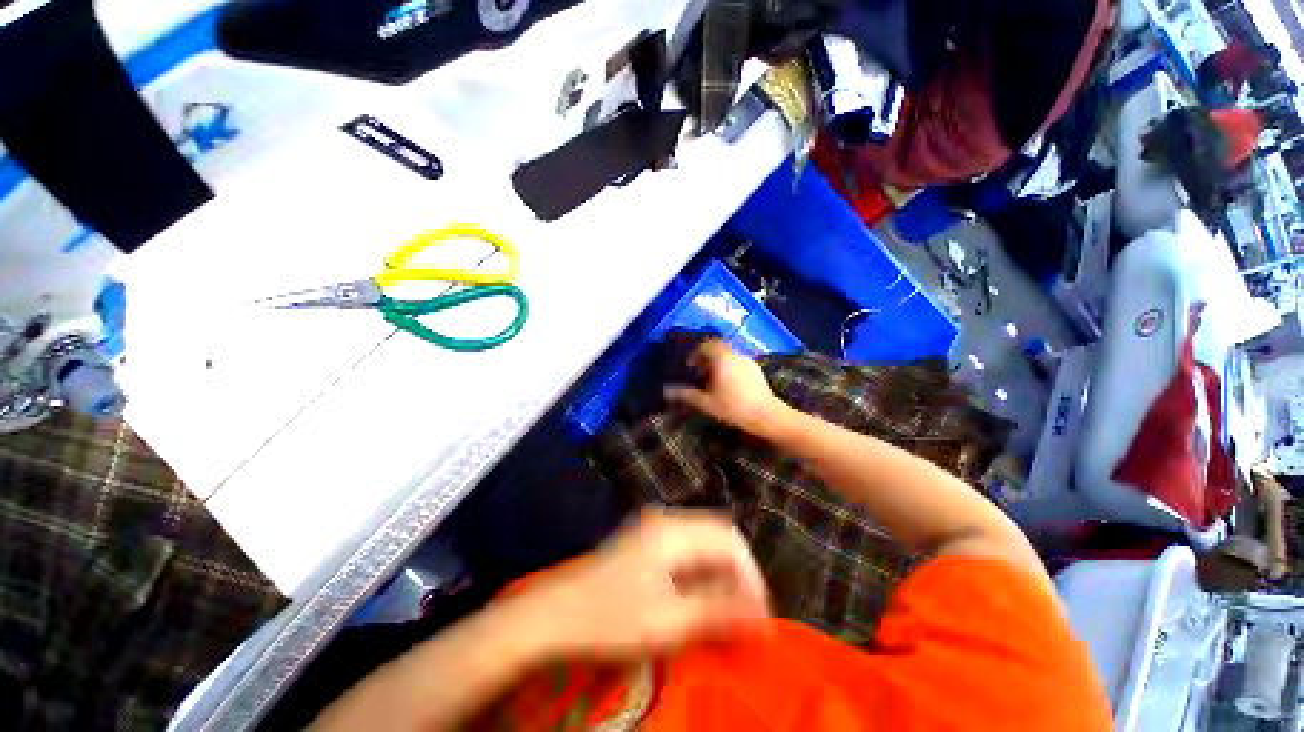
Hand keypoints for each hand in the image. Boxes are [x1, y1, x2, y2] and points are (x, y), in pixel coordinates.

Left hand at [531, 510, 769, 659]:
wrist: (554, 615)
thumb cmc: (609, 618)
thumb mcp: (667, 622)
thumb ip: (717, 614)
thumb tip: (763, 618)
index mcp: (673, 530)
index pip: (730, 540)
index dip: (751, 576)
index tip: (761, 617)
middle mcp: (668, 522)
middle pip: (719, 539)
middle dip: (739, 577)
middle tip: (748, 619)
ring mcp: (656, 531)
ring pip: (705, 548)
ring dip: (721, 579)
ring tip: (729, 618)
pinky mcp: (648, 546)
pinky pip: (688, 555)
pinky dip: (702, 579)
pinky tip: (701, 605)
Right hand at [665, 340, 785, 435]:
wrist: (767, 415)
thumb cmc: (733, 407)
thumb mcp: (706, 403)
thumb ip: (686, 394)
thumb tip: (666, 391)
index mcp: (722, 358)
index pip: (706, 344)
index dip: (696, 352)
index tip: (690, 365)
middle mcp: (735, 355)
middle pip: (718, 348)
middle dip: (707, 357)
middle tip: (699, 371)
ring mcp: (748, 361)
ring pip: (728, 355)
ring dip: (718, 362)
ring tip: (712, 380)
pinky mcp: (756, 370)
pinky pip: (738, 362)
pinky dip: (729, 367)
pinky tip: (728, 385)